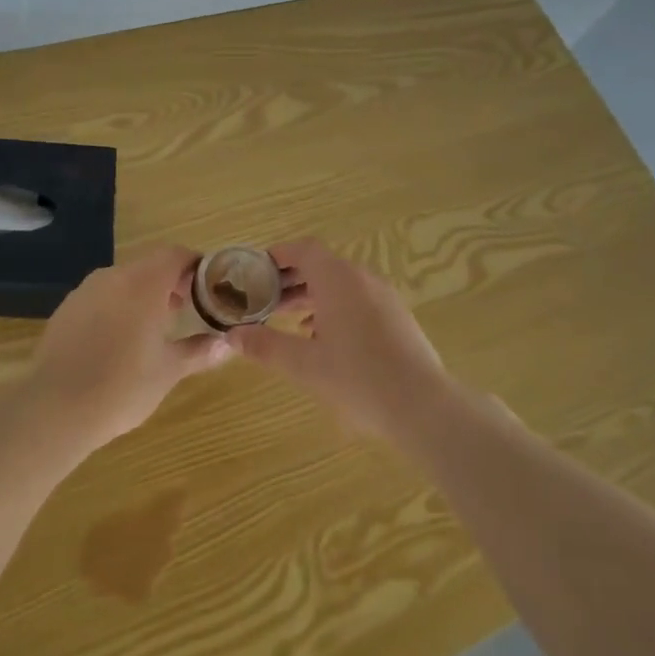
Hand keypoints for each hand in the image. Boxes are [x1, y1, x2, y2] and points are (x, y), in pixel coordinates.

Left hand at [23, 245, 232, 447]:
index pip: (176, 255)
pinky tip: (120, 340)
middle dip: (171, 282)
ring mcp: (85, 292)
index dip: (196, 266)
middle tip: (187, 309)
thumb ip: (200, 351)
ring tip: (155, 327)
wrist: (55, 409)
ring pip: (123, 280)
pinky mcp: (65, 310)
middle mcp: (113, 277)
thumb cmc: (123, 386)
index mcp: (143, 284)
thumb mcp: (169, 370)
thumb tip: (227, 344)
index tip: (209, 287)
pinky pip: (100, 297)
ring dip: (143, 294)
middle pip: (149, 265)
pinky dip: (118, 307)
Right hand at [229, 239, 458, 441]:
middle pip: (321, 266)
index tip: (255, 271)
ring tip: (288, 320)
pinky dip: (334, 308)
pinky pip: (358, 300)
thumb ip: (265, 346)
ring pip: (341, 285)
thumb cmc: (357, 378)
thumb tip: (232, 336)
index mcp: (339, 279)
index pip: (304, 250)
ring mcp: (384, 298)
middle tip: (264, 300)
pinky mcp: (397, 318)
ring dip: (312, 296)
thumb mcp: (304, 365)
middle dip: (291, 280)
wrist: (422, 405)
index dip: (278, 255)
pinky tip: (323, 338)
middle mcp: (363, 279)